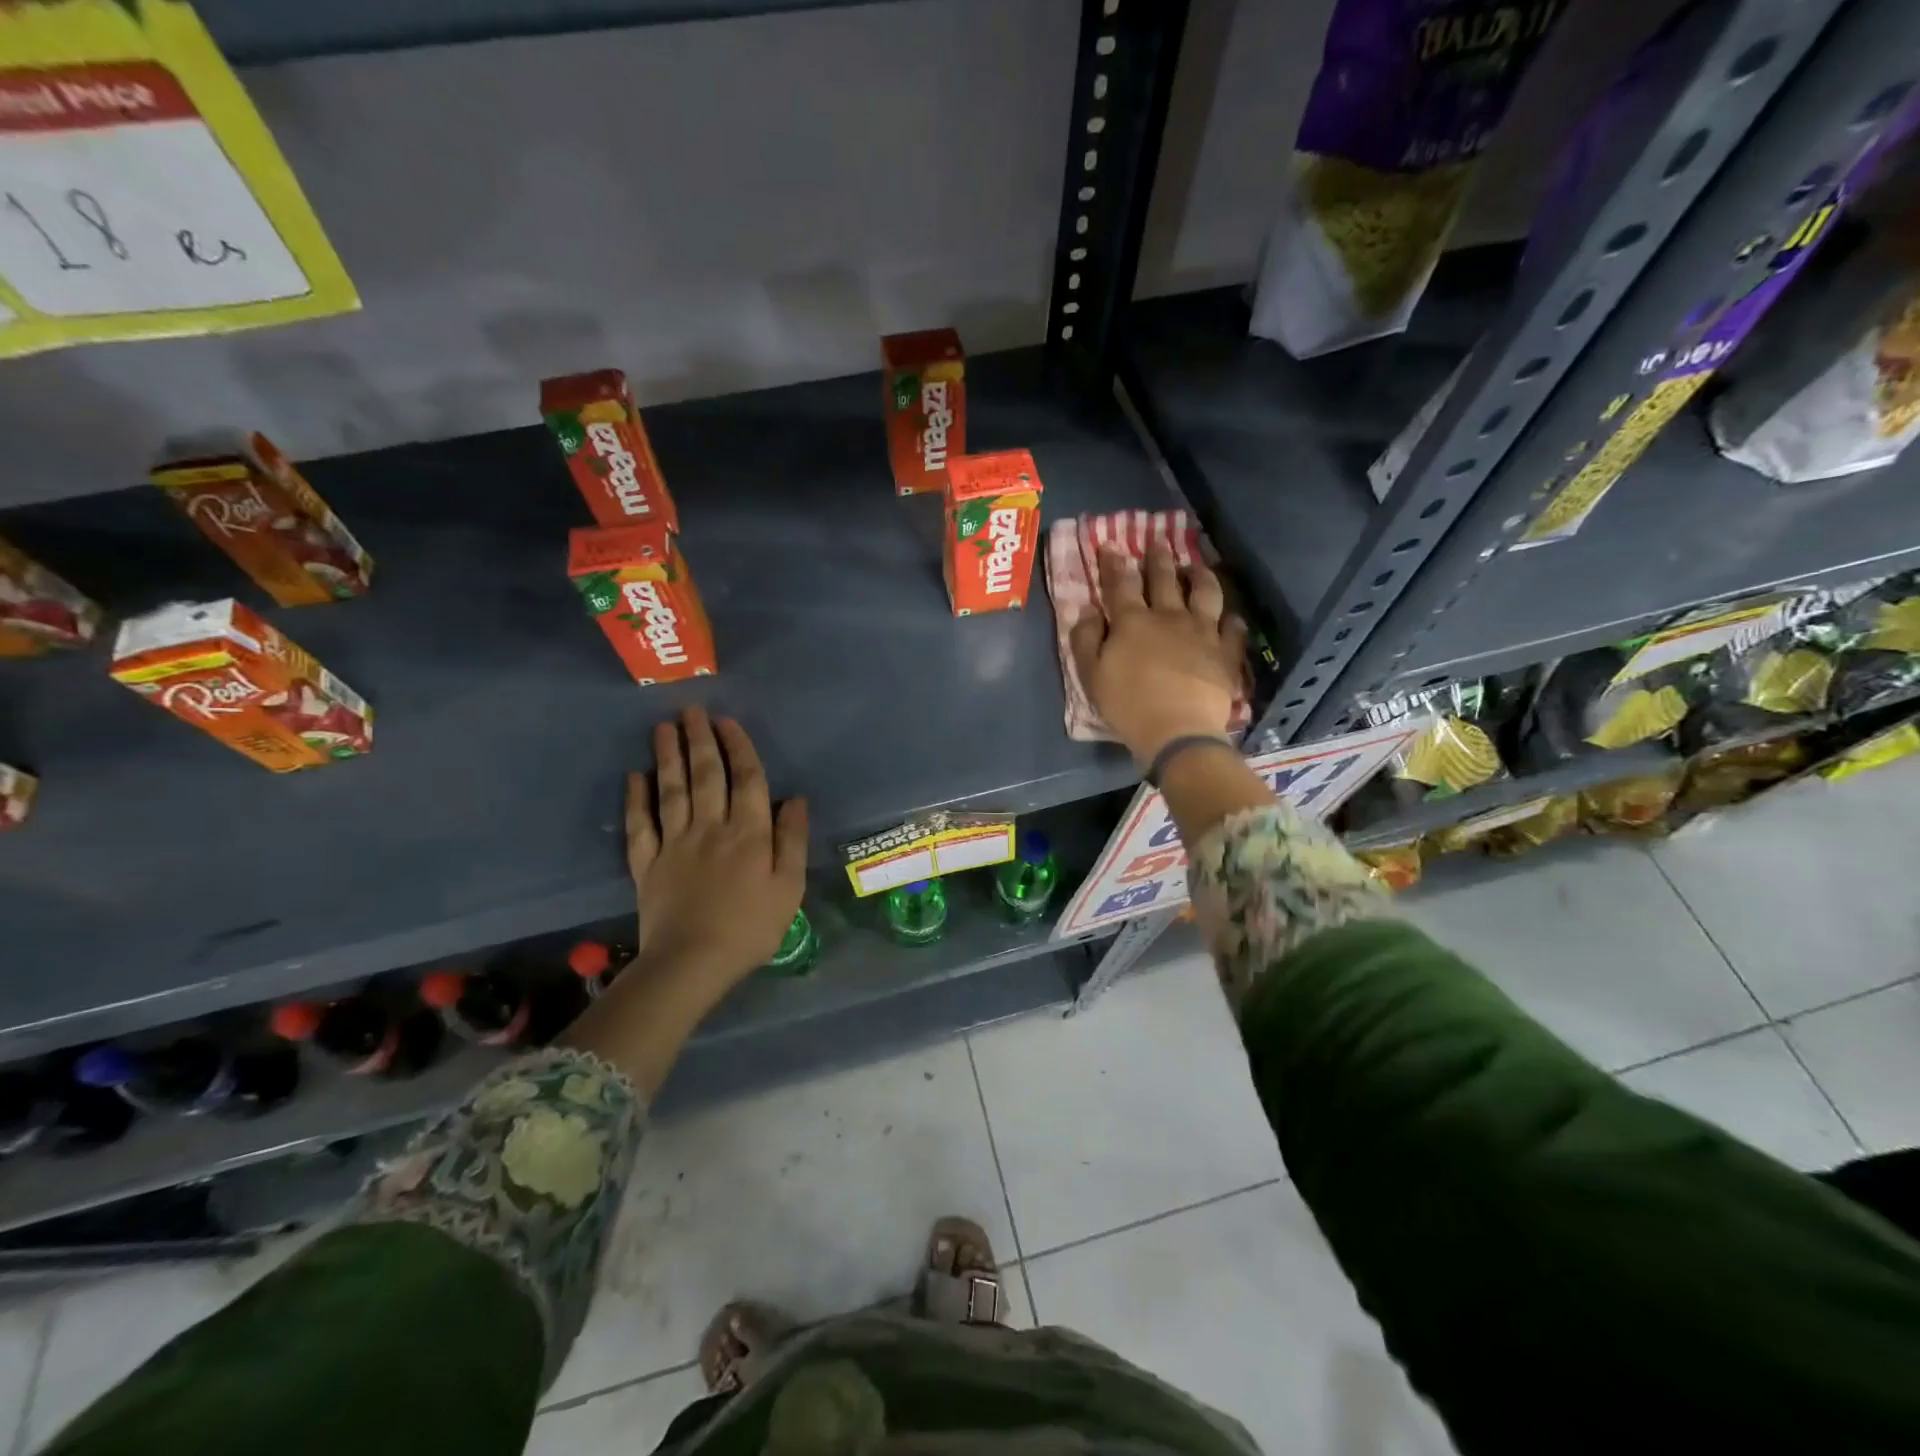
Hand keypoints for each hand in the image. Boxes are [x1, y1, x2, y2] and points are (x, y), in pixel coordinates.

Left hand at [625, 707, 807, 997]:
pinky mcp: (647, 863)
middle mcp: (710, 828)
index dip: (738, 747)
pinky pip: (640, 825)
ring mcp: (674, 843)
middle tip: (691, 710)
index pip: (746, 779)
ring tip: (663, 728)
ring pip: (672, 791)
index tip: (728, 721)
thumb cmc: (751, 927)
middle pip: (706, 775)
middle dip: (699, 740)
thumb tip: (796, 799)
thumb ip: (792, 840)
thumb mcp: (789, 887)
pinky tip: (635, 776)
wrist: (692, 963)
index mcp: (748, 833)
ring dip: (668, 757)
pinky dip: (636, 799)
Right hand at [1070, 544, 1245, 767]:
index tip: (1111, 546)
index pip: (1121, 583)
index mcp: (1132, 621)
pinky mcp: (1226, 652)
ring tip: (1197, 567)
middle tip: (1158, 541)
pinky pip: (1233, 629)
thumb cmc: (1127, 705)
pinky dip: (1231, 620)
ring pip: (1205, 593)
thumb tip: (1087, 610)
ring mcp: (1203, 632)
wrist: (1177, 730)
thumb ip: (1085, 639)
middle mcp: (1169, 616)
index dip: (1114, 563)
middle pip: (1164, 579)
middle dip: (1158, 558)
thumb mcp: (1091, 675)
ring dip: (1200, 576)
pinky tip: (1231, 617)